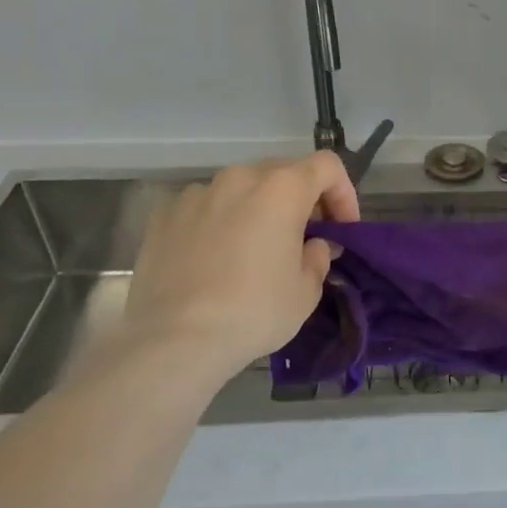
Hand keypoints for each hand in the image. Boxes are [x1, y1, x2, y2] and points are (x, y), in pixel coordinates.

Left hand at [122, 153, 358, 383]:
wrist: (174, 340)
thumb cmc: (254, 311)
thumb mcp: (307, 290)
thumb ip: (317, 255)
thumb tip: (311, 244)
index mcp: (282, 188)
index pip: (327, 166)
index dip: (343, 193)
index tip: (341, 229)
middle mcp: (239, 178)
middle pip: (283, 172)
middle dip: (301, 200)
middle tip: (304, 238)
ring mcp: (196, 194)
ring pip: (240, 189)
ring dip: (257, 209)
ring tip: (254, 250)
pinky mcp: (163, 216)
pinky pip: (204, 208)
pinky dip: (218, 223)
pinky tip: (214, 259)